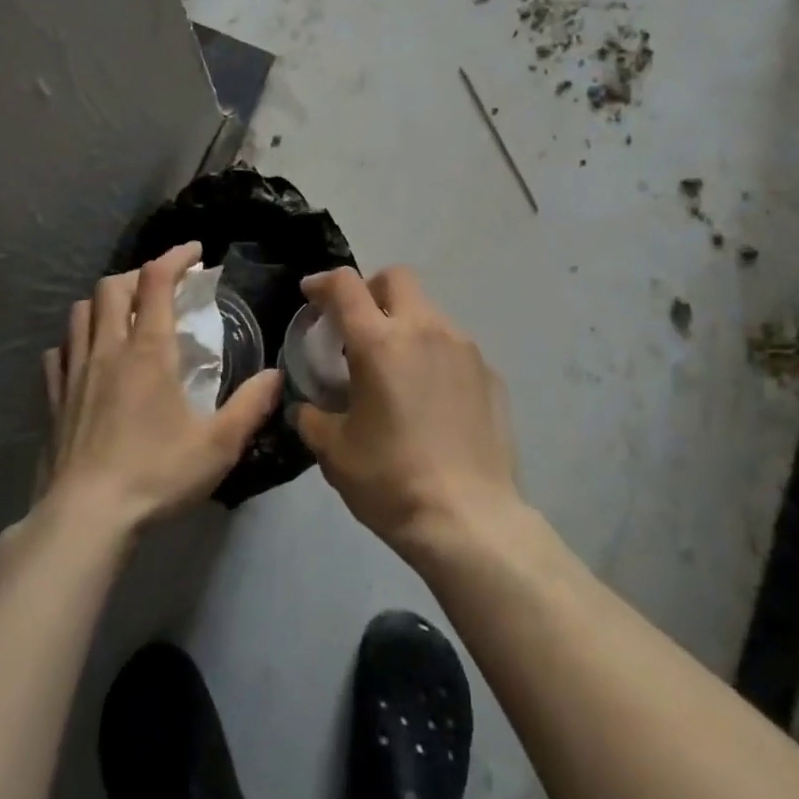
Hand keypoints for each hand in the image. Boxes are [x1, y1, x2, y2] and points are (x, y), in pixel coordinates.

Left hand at [40, 242, 280, 534]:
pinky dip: (76, 342)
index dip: (176, 257)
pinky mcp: (54, 399)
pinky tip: (88, 358)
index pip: (156, 280)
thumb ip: (251, 406)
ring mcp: (75, 372)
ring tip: (125, 318)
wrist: (84, 518)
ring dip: (105, 303)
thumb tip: (276, 375)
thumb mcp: (218, 445)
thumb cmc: (155, 475)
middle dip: (139, 276)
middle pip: (113, 286)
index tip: (196, 253)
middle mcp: (108, 349)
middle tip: (162, 289)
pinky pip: (59, 352)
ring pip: (81, 312)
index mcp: (148, 350)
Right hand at [293, 266, 521, 556]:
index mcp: (379, 341)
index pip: (346, 285)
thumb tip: (307, 408)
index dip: (323, 282)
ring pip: (428, 311)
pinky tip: (431, 397)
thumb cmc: (391, 480)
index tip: (311, 294)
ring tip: (397, 369)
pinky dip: (434, 356)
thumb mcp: (334, 452)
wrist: (470, 520)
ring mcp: (463, 347)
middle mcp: (424, 329)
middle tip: (358, 325)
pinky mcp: (490, 372)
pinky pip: (454, 346)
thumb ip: (313, 418)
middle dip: (371, 290)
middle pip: (396, 278)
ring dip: (405, 324)